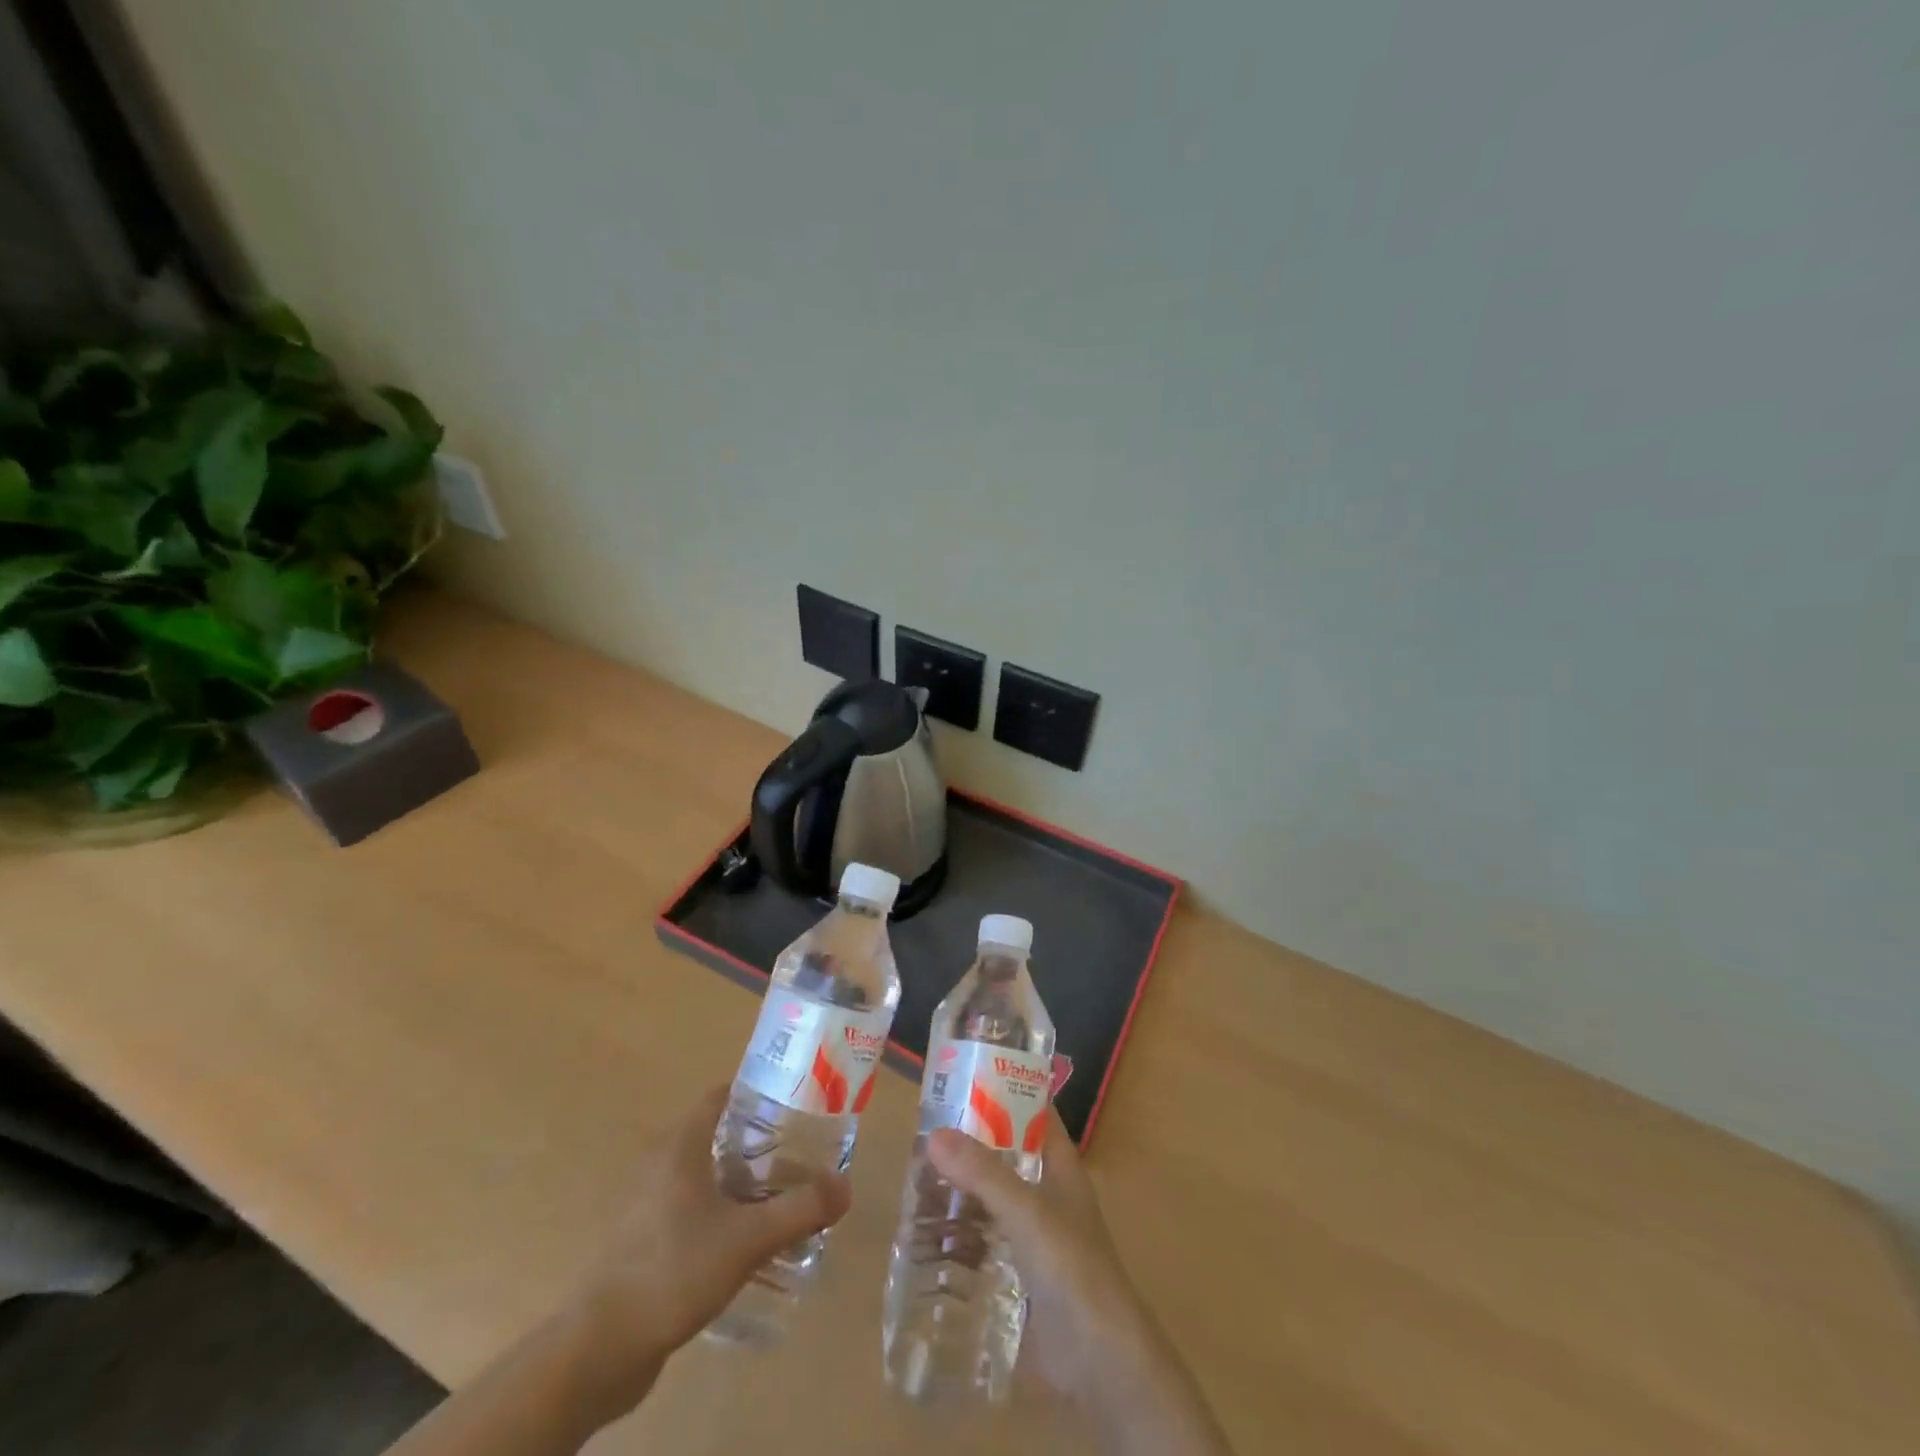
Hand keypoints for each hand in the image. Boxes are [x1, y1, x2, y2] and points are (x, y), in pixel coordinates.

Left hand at [565, 1086, 851, 1419]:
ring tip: (783, 1197)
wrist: (600, 1347)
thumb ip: (800, 1210)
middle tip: (801, 1154)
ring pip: (706, 1175)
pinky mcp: (645, 1240)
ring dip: (742, 1181)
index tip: (796, 1105)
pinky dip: (722, 1212)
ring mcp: (649, 1203)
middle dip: (760, 1141)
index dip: (759, 1093)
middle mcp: (662, 1163)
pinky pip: (693, 1209)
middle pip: (718, 1134)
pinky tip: (747, 1241)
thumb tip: (846, 1187)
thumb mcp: (748, 1239)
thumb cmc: (673, 1270)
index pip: (723, 1095)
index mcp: (682, 1144)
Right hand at [927, 1113, 1232, 1454]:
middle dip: (968, 1145)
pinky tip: (922, 1236)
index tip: (963, 1074)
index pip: (1034, 1112)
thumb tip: (934, 1134)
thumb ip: (983, 1174)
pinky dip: (956, 1237)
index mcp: (1060, 1167)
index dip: (1005, 1090)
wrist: (1099, 1362)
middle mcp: (1047, 1195)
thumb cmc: (1073, 1268)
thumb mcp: (1027, 1211)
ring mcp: (1032, 1237)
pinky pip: (981, 1245)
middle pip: (1004, 1156)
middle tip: (922, 1132)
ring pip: (989, 1201)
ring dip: (958, 1192)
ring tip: (912, 1180)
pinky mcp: (1016, 1276)